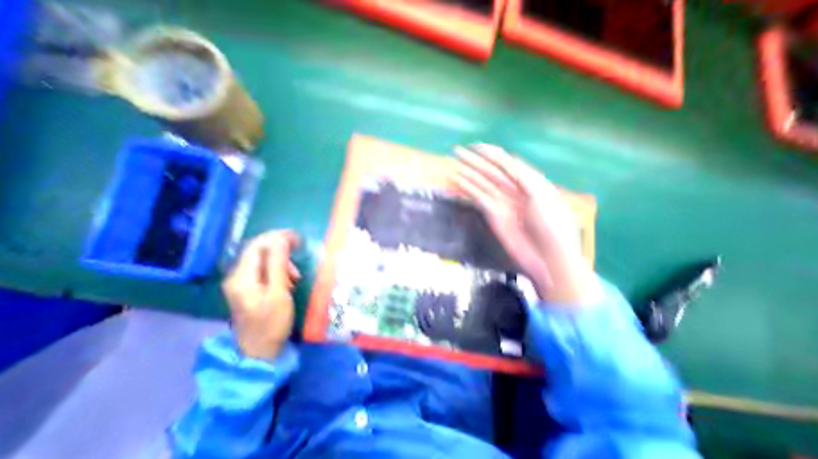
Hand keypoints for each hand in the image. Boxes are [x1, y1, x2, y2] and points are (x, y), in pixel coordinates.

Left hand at [222, 230, 300, 357]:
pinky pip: (263, 270)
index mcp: (242, 277)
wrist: (259, 351)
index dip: (276, 237)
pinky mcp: (249, 289)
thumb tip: (281, 239)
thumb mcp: (278, 292)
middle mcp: (237, 276)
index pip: (257, 246)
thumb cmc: (272, 322)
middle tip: (299, 248)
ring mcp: (241, 283)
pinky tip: (288, 279)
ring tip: (295, 273)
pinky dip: (278, 269)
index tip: (297, 237)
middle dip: (280, 246)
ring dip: (281, 260)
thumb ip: (278, 264)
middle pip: (258, 250)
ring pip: (262, 260)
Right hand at [451, 144, 597, 303]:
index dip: (491, 153)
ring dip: (468, 174)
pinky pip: (478, 198)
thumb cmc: (551, 225)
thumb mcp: (542, 195)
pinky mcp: (493, 215)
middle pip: (491, 171)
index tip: (475, 146)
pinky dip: (468, 190)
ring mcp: (502, 202)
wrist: (547, 256)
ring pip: (482, 184)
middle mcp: (514, 190)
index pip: (506, 163)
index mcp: (529, 182)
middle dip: (474, 161)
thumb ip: (523, 176)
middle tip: (457, 152)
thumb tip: (507, 161)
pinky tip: (458, 182)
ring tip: (453, 165)